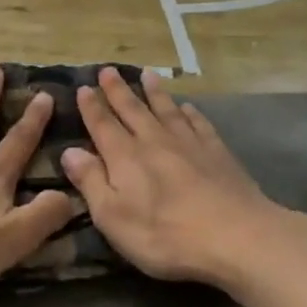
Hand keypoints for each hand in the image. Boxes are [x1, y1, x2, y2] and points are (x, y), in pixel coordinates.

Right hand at [61, 67, 295, 288]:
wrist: (237, 237)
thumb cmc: (165, 234)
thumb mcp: (112, 217)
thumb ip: (90, 181)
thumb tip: (69, 151)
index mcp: (125, 157)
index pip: (102, 125)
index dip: (91, 106)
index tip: (83, 87)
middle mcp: (154, 141)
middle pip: (133, 110)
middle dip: (118, 90)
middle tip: (108, 70)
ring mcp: (189, 144)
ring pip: (166, 110)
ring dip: (154, 92)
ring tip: (147, 74)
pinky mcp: (218, 153)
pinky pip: (199, 123)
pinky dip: (190, 113)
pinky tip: (187, 107)